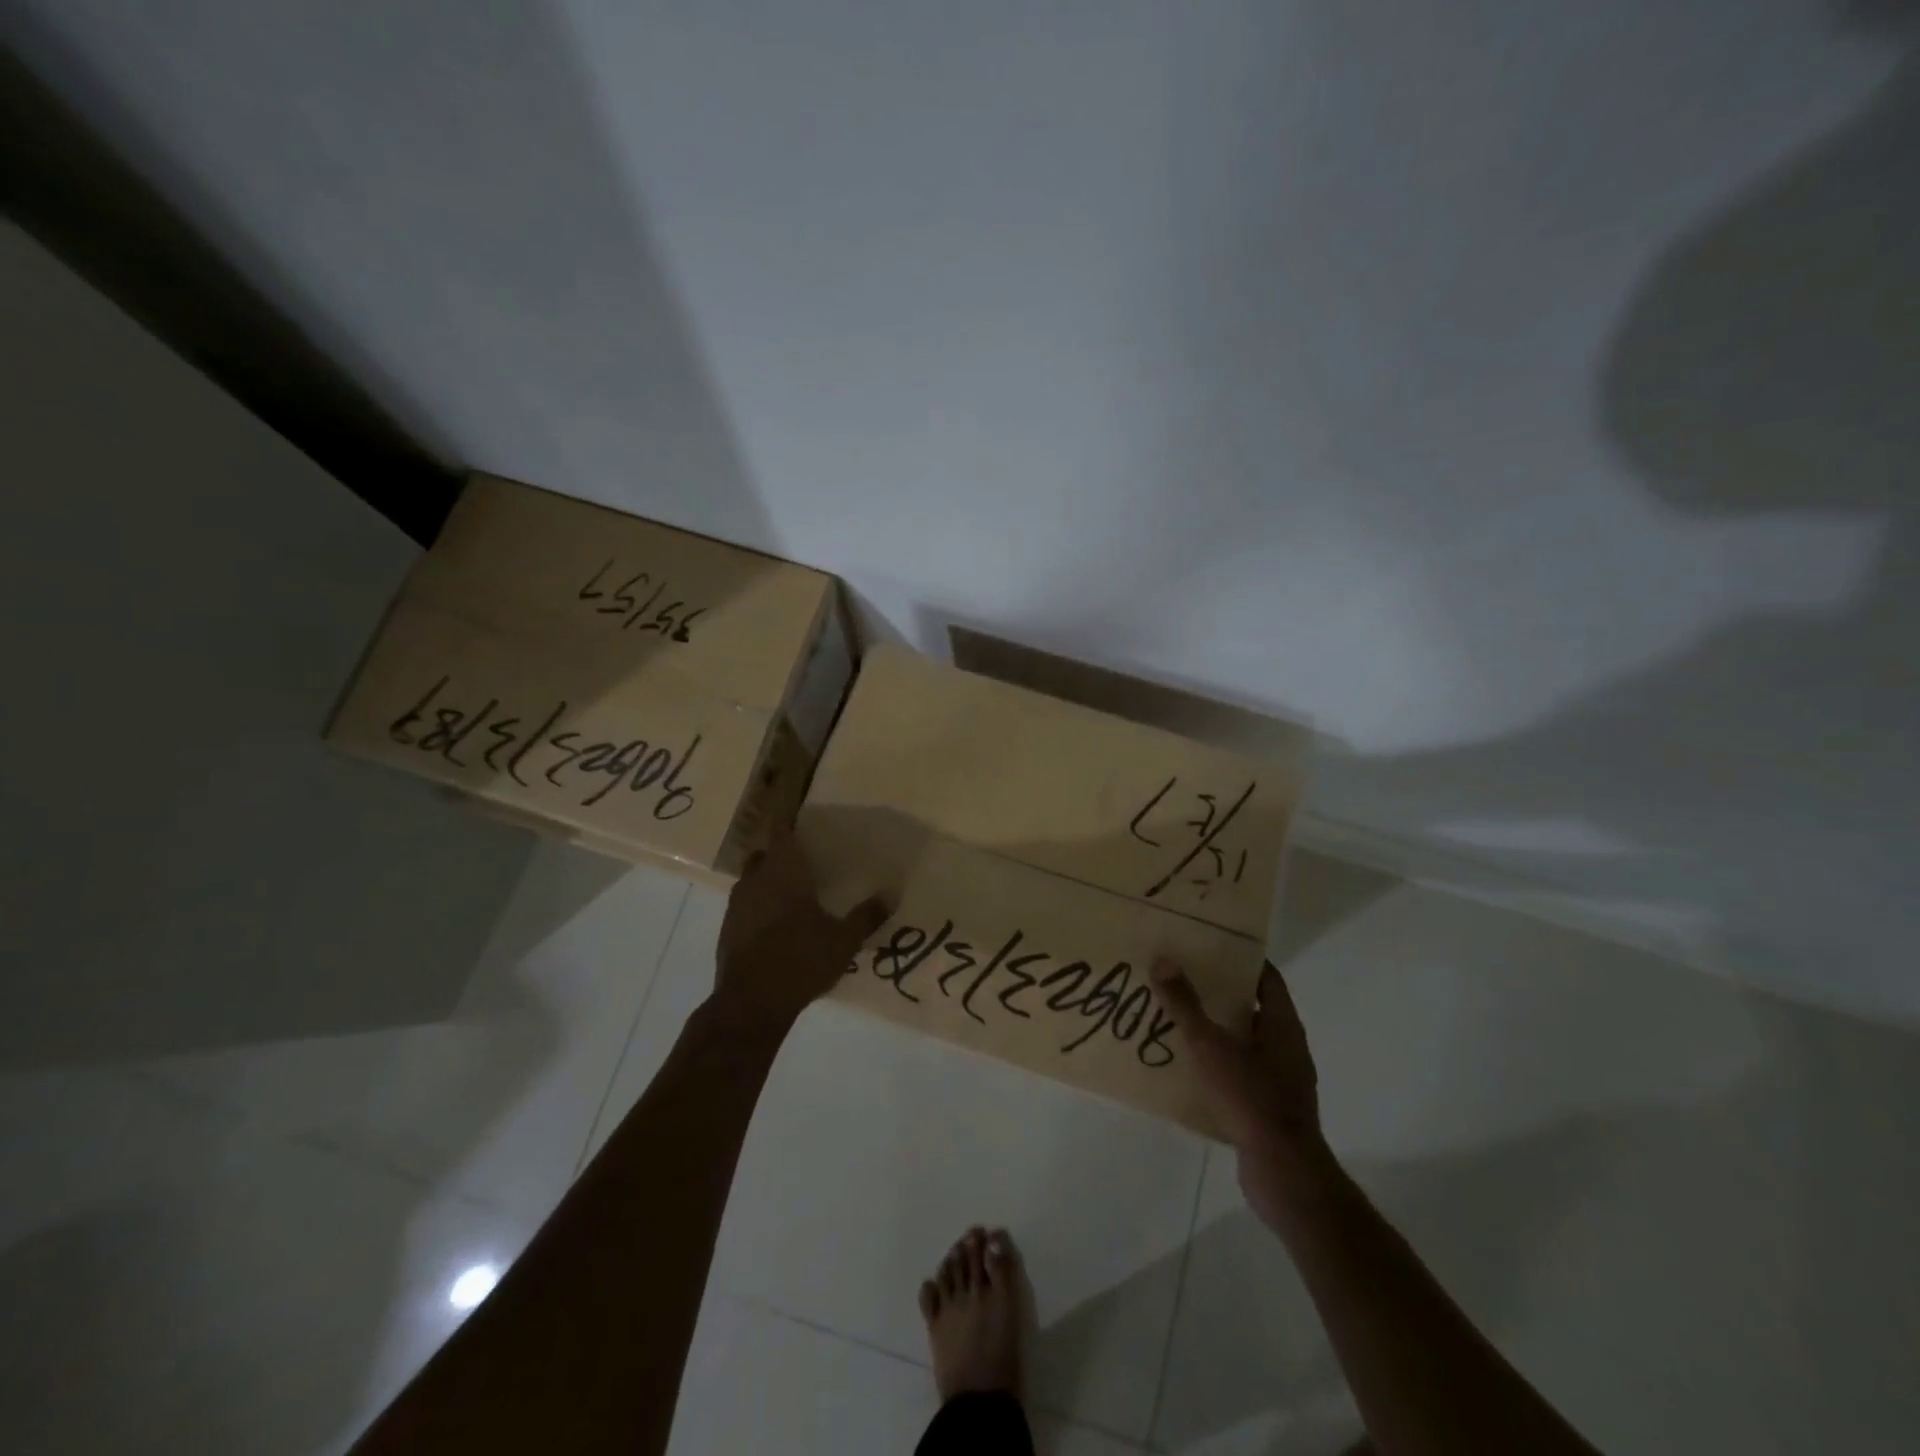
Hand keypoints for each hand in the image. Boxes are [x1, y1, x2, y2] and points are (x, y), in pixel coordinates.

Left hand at [712, 833, 889, 1028]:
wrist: (750, 1004)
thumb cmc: (800, 960)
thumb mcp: (843, 940)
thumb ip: (866, 916)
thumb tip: (891, 894)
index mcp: (784, 871)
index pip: (781, 830)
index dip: (786, 816)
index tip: (795, 808)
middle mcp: (756, 880)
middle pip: (765, 854)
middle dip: (781, 853)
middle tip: (804, 859)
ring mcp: (737, 905)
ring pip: (753, 880)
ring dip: (769, 881)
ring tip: (792, 893)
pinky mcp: (727, 930)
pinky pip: (746, 906)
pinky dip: (759, 907)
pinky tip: (777, 926)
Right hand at [1150, 958, 1330, 1223]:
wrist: (1283, 1172)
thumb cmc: (1251, 1097)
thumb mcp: (1210, 1046)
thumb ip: (1185, 1005)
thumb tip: (1162, 961)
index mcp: (1282, 1024)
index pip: (1266, 976)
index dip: (1241, 957)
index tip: (1209, 943)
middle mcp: (1287, 1046)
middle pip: (1254, 1007)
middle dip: (1221, 992)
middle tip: (1184, 976)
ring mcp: (1282, 1079)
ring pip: (1246, 1041)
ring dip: (1217, 1028)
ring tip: (1178, 1017)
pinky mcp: (1270, 1107)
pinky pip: (1241, 1072)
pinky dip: (1218, 1062)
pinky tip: (1189, 1066)